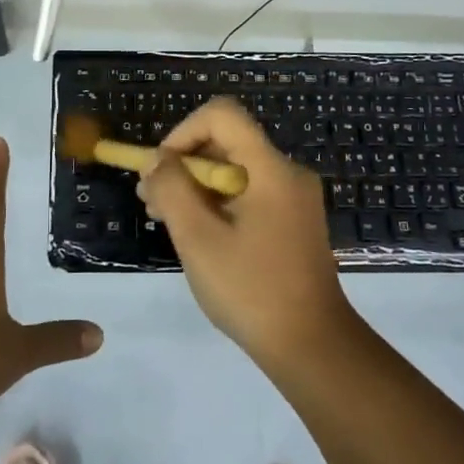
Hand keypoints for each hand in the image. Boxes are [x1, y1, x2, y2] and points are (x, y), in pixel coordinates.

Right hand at [138, 97, 360, 367]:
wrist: (312, 347)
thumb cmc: (251, 290)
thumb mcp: (198, 239)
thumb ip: (172, 190)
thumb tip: (156, 160)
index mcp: (271, 169)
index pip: (222, 115)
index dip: (183, 132)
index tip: (161, 169)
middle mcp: (287, 173)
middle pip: (227, 142)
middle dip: (183, 163)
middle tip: (152, 201)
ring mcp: (293, 198)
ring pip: (234, 169)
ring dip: (196, 185)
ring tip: (164, 218)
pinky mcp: (292, 220)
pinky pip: (248, 192)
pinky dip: (217, 202)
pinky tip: (196, 233)